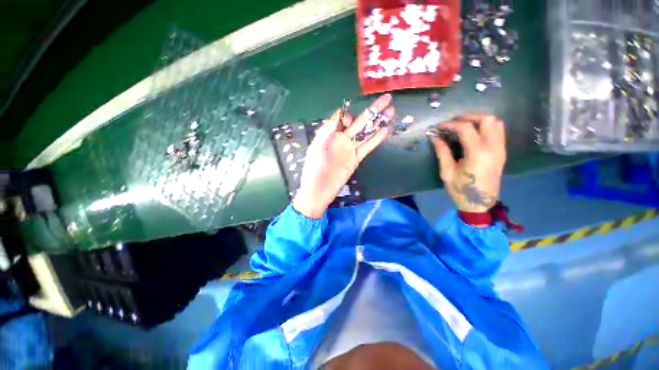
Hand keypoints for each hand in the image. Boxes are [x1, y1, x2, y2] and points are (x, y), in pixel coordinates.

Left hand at [293, 94, 394, 217]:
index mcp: (331, 134)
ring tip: (391, 111)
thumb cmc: (314, 168)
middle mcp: (342, 139)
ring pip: (366, 133)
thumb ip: (327, 129)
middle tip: (387, 99)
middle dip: (373, 110)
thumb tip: (340, 113)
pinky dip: (376, 139)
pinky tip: (385, 130)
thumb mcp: (316, 146)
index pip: (343, 118)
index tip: (348, 122)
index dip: (348, 116)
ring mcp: (350, 149)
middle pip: (360, 122)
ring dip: (378, 123)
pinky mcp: (356, 159)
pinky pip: (367, 147)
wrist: (319, 189)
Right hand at [428, 113, 505, 212]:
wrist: (480, 204)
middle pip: (487, 119)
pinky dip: (486, 127)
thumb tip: (435, 137)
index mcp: (477, 153)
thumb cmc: (461, 190)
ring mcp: (500, 149)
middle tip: (454, 121)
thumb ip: (442, 152)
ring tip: (464, 125)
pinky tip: (474, 133)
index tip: (439, 127)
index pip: (466, 128)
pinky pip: (499, 132)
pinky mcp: (502, 153)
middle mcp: (493, 147)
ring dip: (480, 120)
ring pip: (497, 123)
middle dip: (469, 116)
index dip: (451, 124)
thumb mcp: (447, 172)